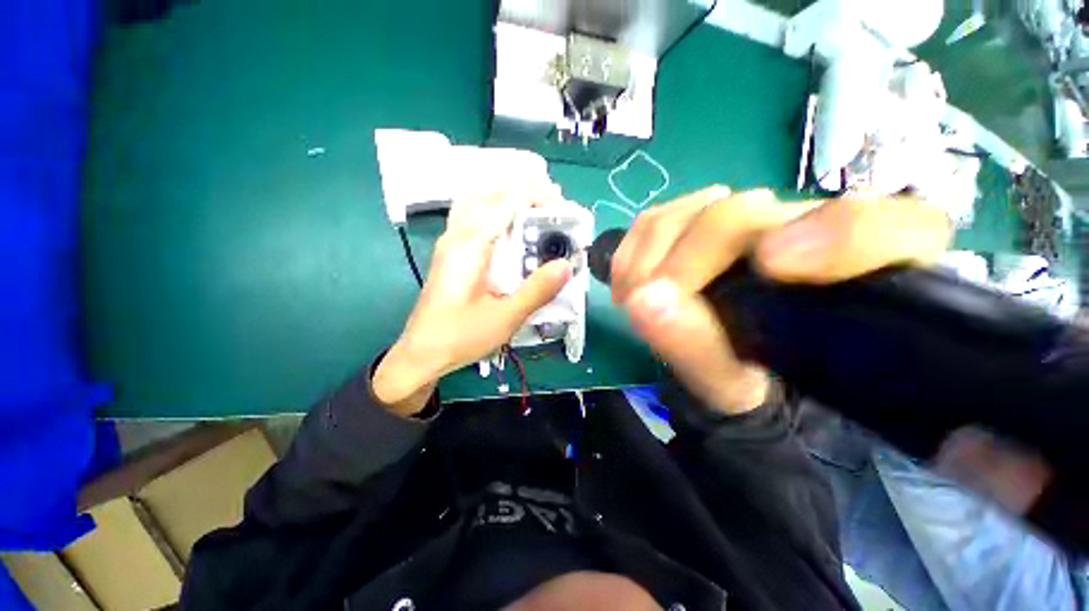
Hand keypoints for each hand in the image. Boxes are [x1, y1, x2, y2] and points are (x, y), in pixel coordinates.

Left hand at [373, 188, 573, 415]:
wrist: (422, 353)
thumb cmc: (461, 336)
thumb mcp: (505, 317)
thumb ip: (536, 290)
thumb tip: (566, 265)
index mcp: (469, 246)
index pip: (505, 202)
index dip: (535, 195)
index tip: (561, 204)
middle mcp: (456, 236)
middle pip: (487, 192)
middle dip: (520, 188)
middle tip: (550, 201)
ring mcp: (449, 243)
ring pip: (475, 200)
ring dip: (504, 195)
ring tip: (532, 206)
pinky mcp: (450, 254)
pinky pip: (470, 216)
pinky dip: (492, 209)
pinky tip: (507, 226)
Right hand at [612, 187, 952, 412]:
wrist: (730, 358)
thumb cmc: (747, 379)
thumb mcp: (731, 386)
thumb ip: (697, 349)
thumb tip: (645, 304)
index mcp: (859, 276)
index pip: (890, 226)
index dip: (835, 236)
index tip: (771, 265)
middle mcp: (808, 229)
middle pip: (745, 214)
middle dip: (685, 264)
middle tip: (648, 307)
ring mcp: (747, 216)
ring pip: (692, 211)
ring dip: (649, 258)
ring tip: (634, 302)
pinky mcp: (699, 215)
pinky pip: (659, 216)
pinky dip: (633, 249)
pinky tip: (631, 281)